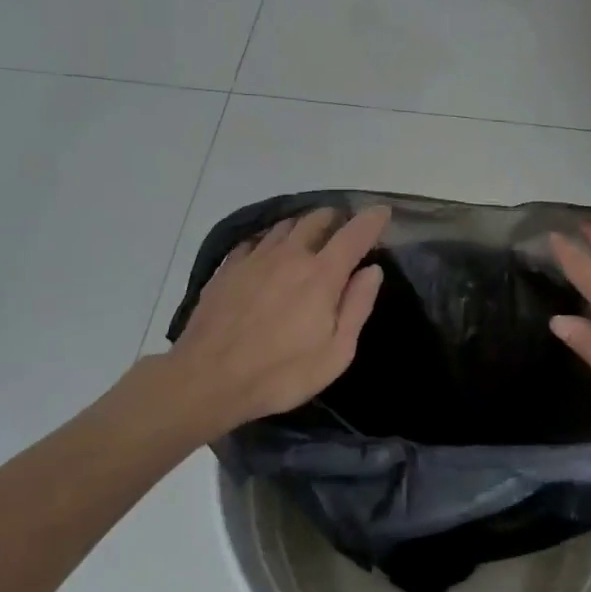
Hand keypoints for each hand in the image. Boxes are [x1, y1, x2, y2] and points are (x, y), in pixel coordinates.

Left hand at [159, 206, 389, 435]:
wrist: (207, 379)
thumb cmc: (281, 373)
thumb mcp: (335, 352)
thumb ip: (357, 306)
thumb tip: (372, 270)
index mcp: (321, 274)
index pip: (354, 234)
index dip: (372, 220)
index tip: (383, 212)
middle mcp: (290, 255)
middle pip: (317, 219)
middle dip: (336, 218)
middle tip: (344, 229)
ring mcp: (255, 258)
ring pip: (285, 226)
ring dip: (303, 226)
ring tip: (309, 237)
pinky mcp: (229, 268)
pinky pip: (255, 240)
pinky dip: (270, 239)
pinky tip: (269, 253)